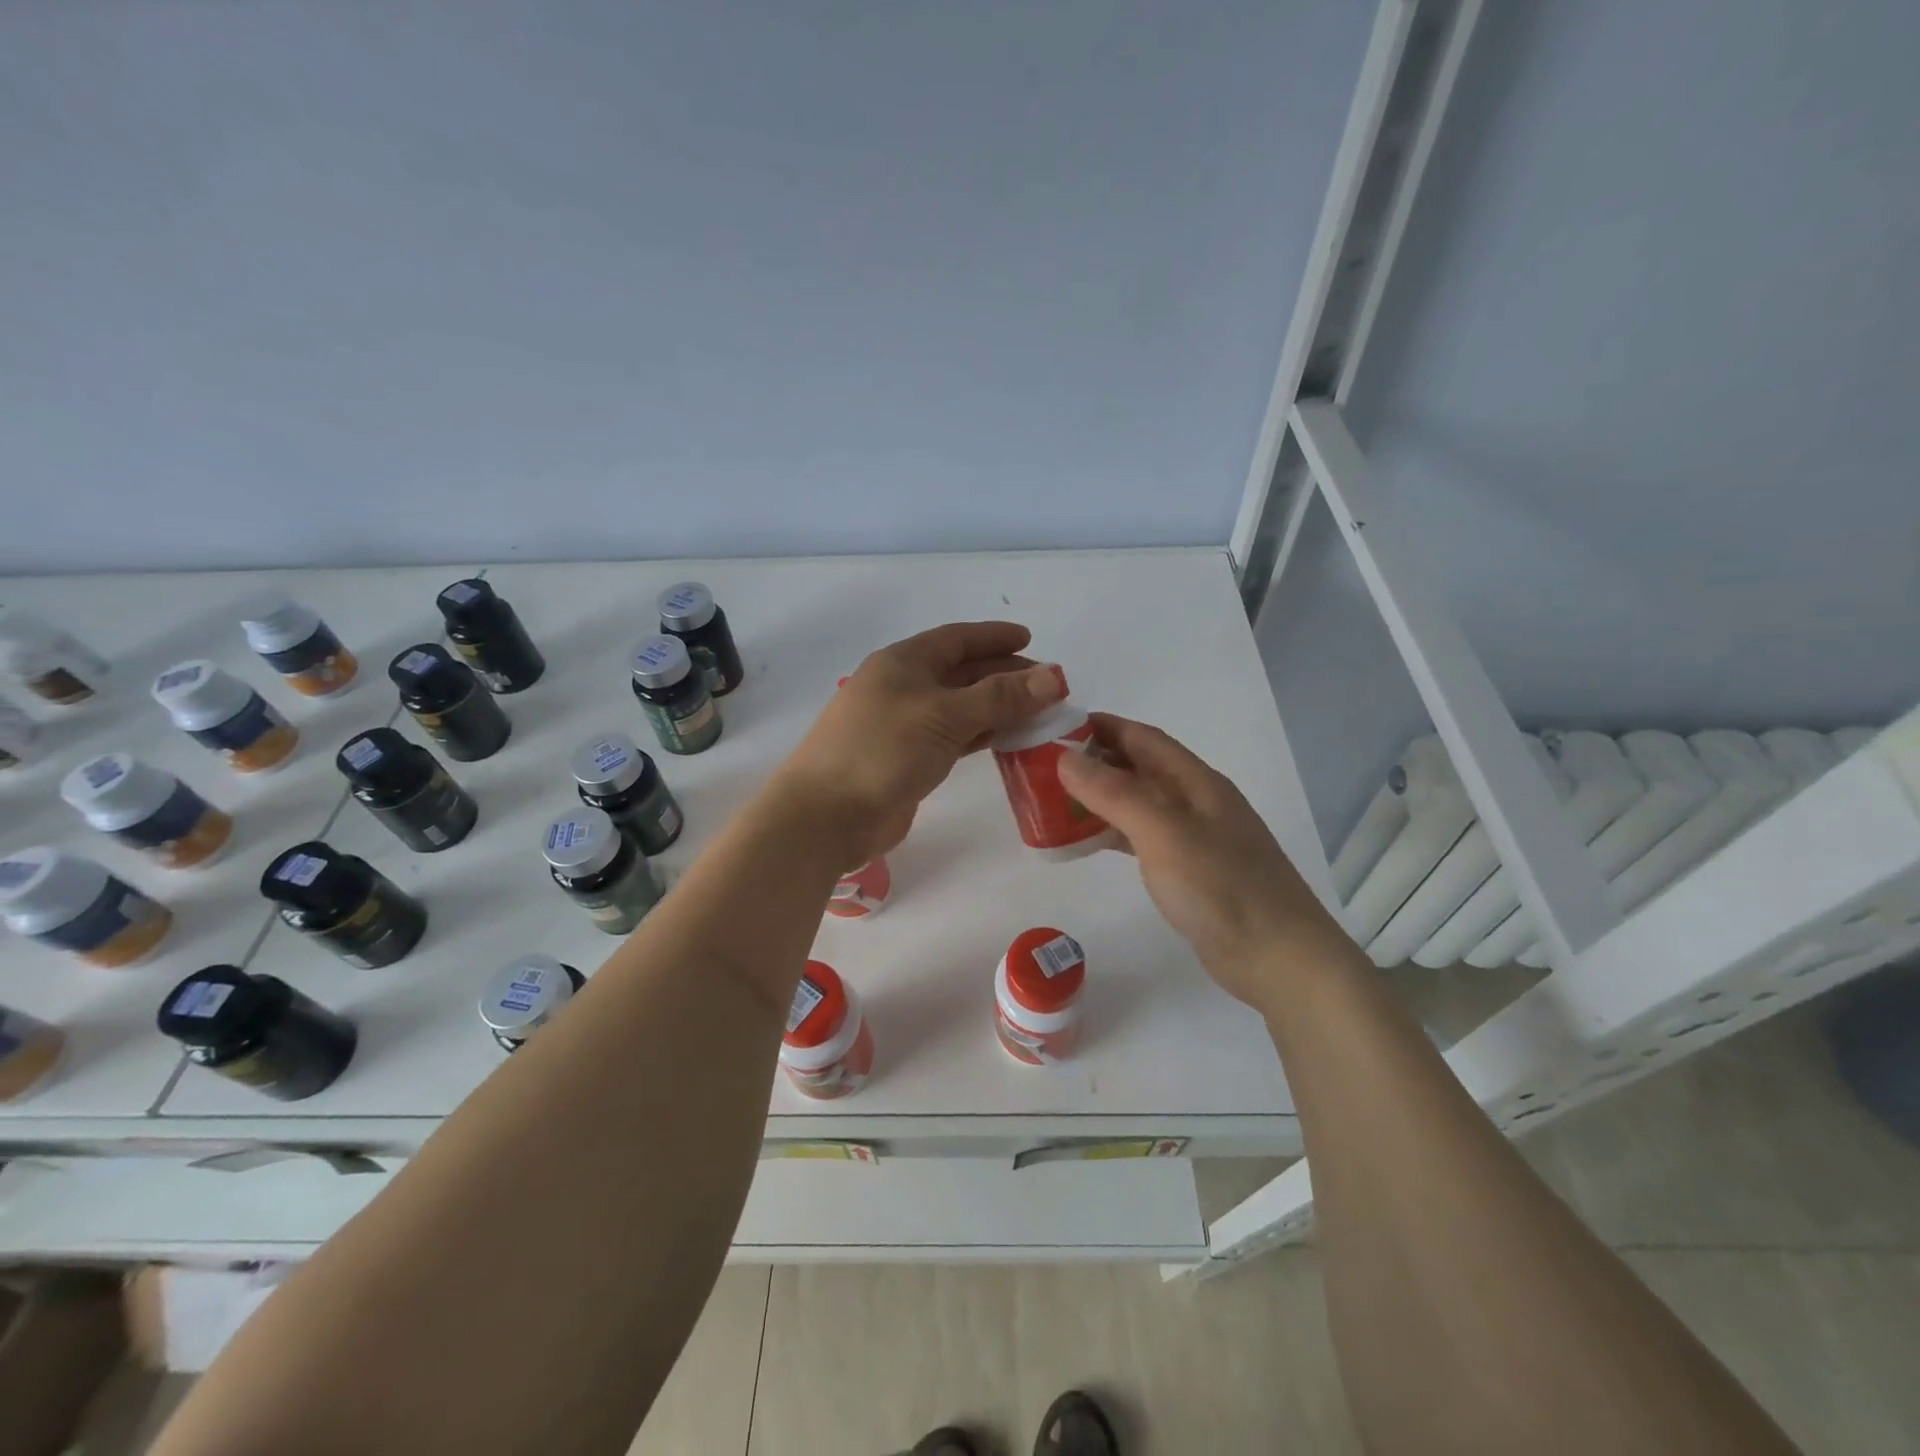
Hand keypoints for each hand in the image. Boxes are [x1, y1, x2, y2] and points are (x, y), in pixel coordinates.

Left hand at [775, 621, 1065, 868]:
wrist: (827, 815)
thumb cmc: (883, 750)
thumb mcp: (945, 715)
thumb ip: (1000, 697)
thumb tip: (1053, 676)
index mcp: (903, 662)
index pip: (957, 639)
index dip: (994, 637)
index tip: (1031, 639)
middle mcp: (902, 687)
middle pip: (961, 672)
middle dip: (1003, 674)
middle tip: (1047, 685)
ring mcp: (903, 725)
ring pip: (959, 707)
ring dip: (996, 707)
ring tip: (1038, 712)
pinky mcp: (907, 760)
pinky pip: (953, 738)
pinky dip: (981, 735)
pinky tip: (1008, 740)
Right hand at [1056, 713, 1362, 1008]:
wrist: (1278, 958)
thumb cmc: (1221, 888)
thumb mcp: (1164, 832)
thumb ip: (1115, 793)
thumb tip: (1065, 758)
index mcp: (1196, 782)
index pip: (1143, 738)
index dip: (1101, 726)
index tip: (1055, 728)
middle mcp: (1196, 801)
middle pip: (1139, 767)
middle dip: (1095, 760)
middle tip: (1044, 766)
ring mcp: (1194, 837)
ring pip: (1138, 803)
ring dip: (1100, 797)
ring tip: (1055, 801)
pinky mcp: (1189, 871)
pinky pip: (1141, 837)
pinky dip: (1112, 832)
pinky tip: (1087, 842)